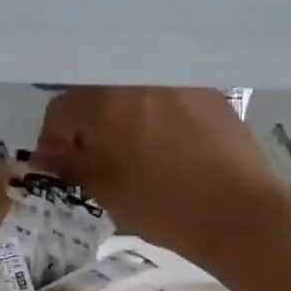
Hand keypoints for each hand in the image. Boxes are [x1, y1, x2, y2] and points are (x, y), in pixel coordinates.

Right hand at [34, 88, 290, 276]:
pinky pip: (168, 95)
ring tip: (137, 150)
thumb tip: (48, 153)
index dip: (55, 141)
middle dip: (90, 124)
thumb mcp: (108, 192)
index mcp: (106, 101)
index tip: (64, 165)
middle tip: (98, 157)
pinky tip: (171, 143)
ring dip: (125, 116)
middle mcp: (139, 77)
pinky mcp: (209, 91)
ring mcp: (178, 80)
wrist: (241, 213)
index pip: (61, 110)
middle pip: (97, 94)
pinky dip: (158, 113)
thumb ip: (72, 164)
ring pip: (134, 92)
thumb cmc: (166, 208)